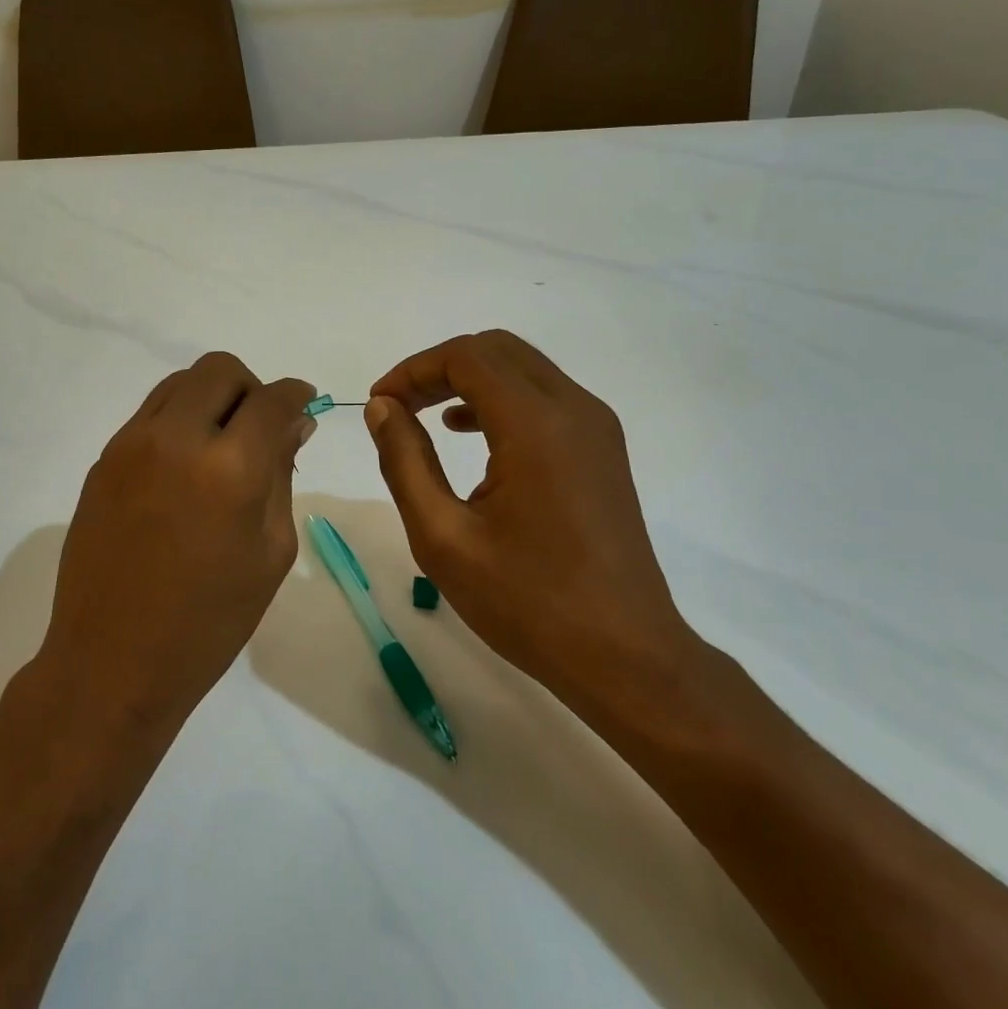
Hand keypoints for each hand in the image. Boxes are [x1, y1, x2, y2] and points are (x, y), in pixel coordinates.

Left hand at [37, 353, 316, 734]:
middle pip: (220, 369)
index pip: (271, 399)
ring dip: (210, 398)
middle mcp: (176, 439)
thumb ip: (282, 475)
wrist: (113, 661)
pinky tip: (183, 467)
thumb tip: (294, 424)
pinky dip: (178, 420)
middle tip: (259, 428)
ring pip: (180, 382)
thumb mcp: (270, 552)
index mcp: (229, 469)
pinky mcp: (104, 459)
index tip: (304, 404)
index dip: (296, 393)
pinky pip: (150, 413)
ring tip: (220, 445)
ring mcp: (132, 445)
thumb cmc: (209, 621)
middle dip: (251, 388)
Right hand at [364, 330, 701, 723]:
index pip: (466, 357)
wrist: (627, 658)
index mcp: (536, 425)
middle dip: (439, 368)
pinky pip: (544, 397)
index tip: (380, 403)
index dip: (413, 369)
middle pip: (496, 350)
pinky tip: (469, 434)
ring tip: (424, 416)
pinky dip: (499, 399)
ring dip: (469, 380)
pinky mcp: (602, 448)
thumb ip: (404, 461)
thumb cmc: (528, 602)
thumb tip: (382, 408)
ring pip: (522, 369)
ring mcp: (595, 427)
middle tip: (398, 405)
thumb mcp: (443, 536)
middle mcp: (573, 409)